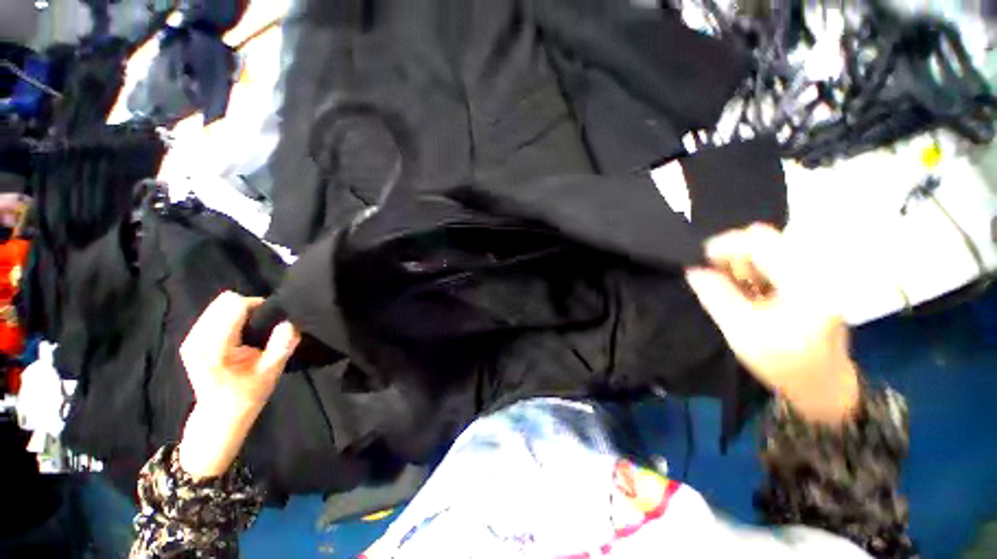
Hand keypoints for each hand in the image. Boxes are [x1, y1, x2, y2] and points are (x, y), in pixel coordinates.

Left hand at [177, 292, 299, 479]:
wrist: (219, 414)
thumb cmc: (247, 393)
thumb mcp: (271, 372)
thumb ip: (281, 345)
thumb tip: (290, 322)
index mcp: (215, 346)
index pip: (234, 305)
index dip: (258, 307)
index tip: (272, 322)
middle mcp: (198, 338)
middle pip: (225, 301)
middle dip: (248, 309)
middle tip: (262, 329)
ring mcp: (191, 338)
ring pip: (218, 305)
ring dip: (239, 313)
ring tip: (252, 333)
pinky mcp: (190, 339)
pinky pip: (213, 314)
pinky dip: (230, 318)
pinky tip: (238, 336)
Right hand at [685, 225, 858, 424]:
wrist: (822, 383)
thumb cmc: (784, 363)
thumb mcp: (742, 332)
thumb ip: (716, 296)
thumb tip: (693, 270)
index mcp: (804, 282)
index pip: (760, 241)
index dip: (725, 244)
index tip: (700, 260)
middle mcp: (814, 269)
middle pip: (765, 240)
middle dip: (733, 256)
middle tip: (715, 278)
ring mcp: (816, 273)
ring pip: (767, 249)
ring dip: (741, 265)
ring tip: (733, 290)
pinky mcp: (812, 279)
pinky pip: (774, 261)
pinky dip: (753, 272)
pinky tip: (748, 292)